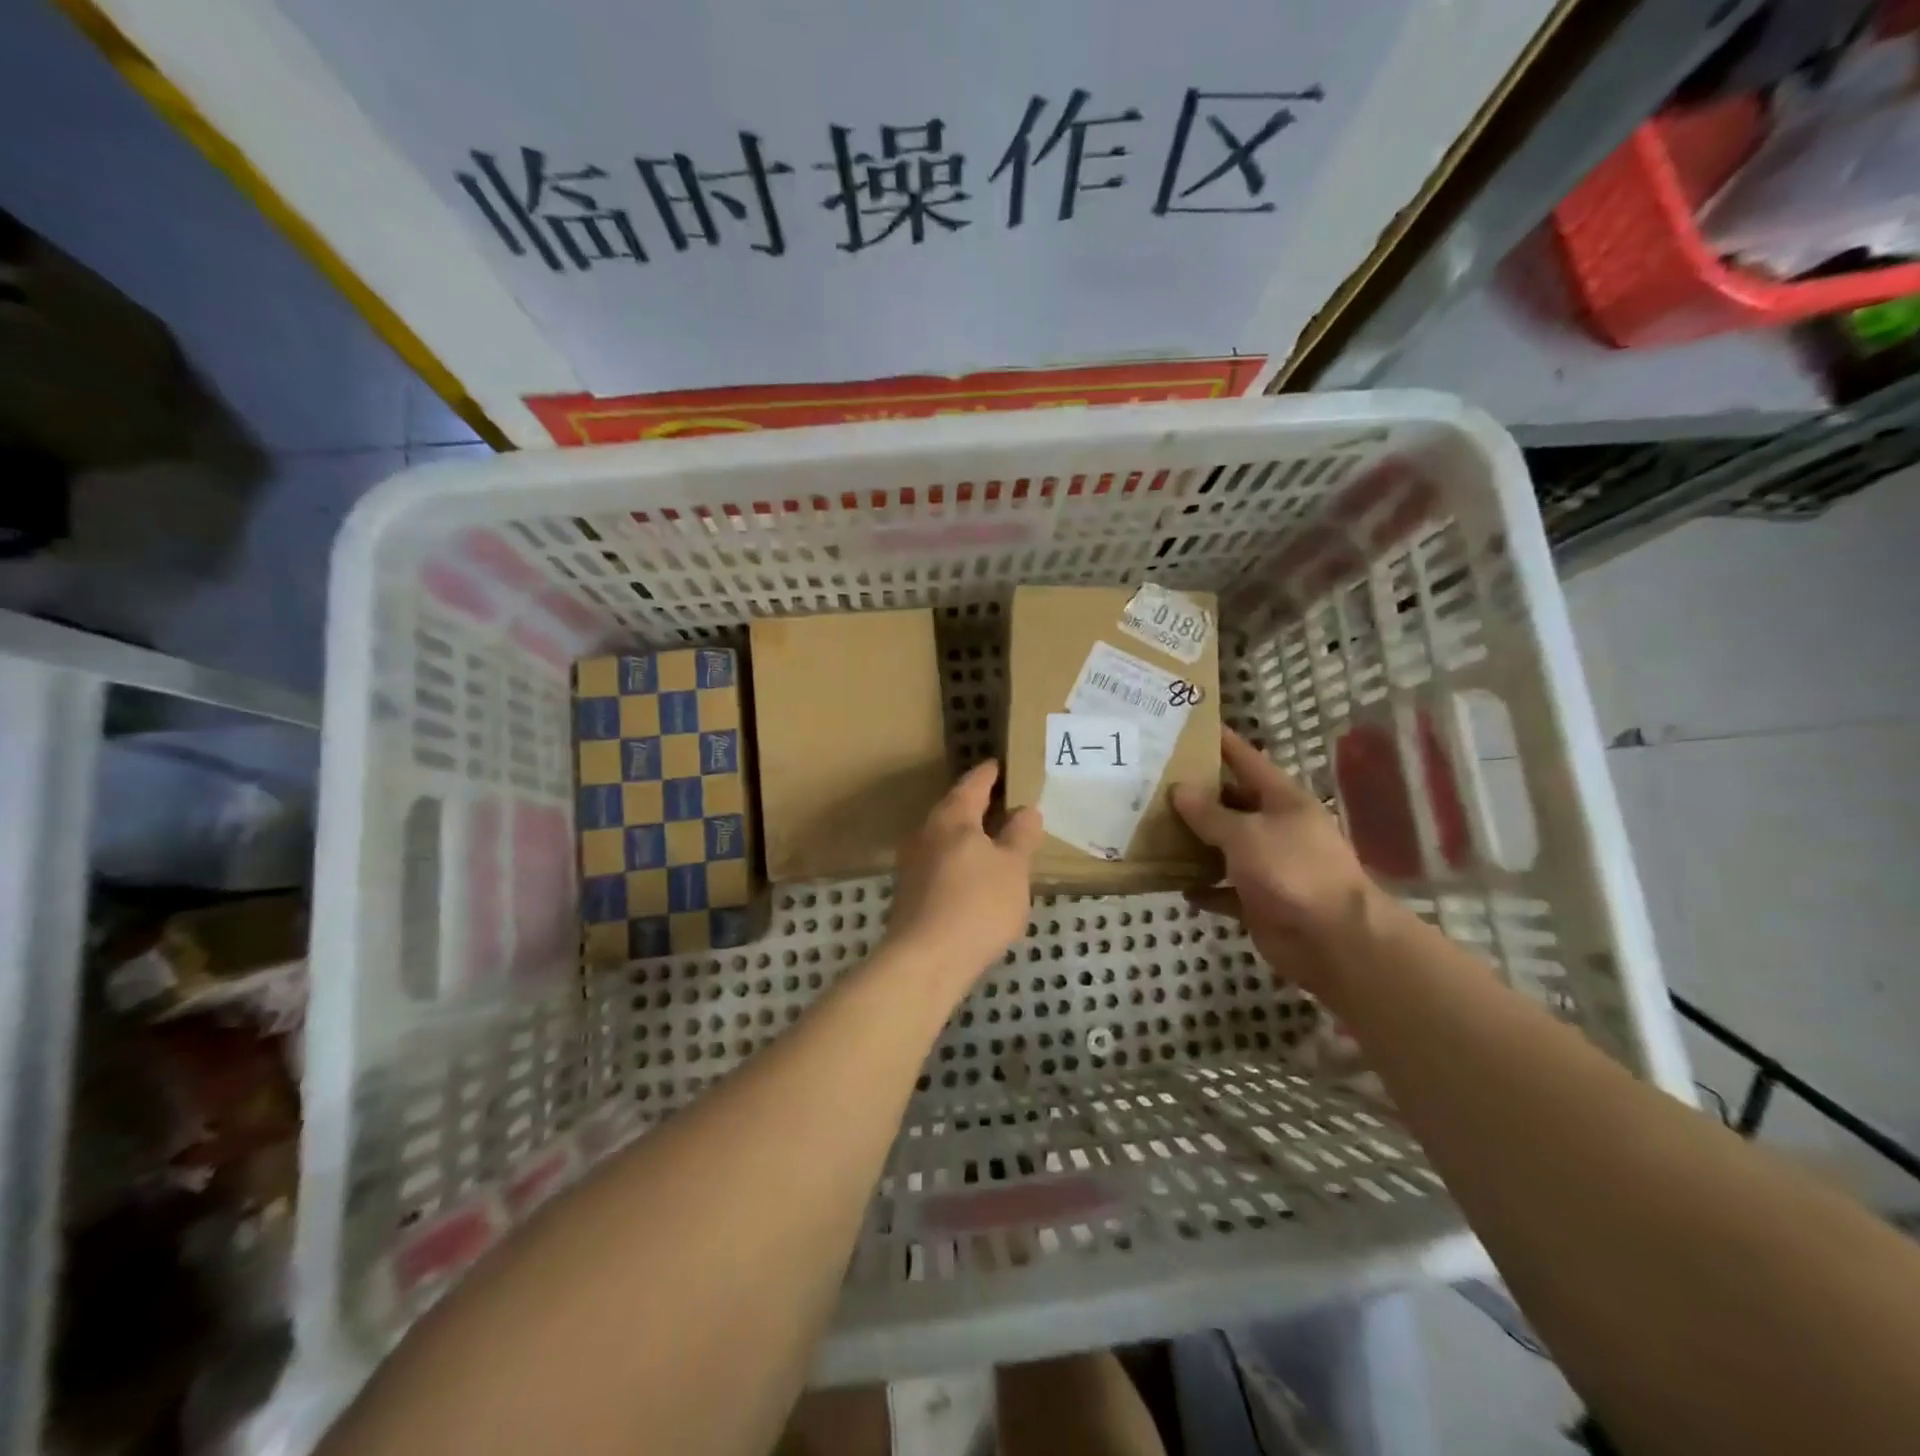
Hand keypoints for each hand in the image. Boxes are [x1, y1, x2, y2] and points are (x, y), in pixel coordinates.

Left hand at [884, 760, 1043, 999]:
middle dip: (975, 805)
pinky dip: (958, 863)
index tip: (998, 764)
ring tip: (991, 841)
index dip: (988, 774)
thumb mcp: (1013, 869)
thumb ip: (1020, 837)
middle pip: (953, 810)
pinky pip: (939, 866)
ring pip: (943, 840)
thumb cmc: (976, 904)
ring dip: (966, 837)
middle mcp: (926, 834)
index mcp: (952, 818)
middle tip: (1000, 801)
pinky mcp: (909, 895)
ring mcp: (912, 865)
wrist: (925, 960)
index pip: (972, 785)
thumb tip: (1027, 810)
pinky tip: (973, 879)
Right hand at [1171, 728, 1380, 995]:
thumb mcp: (1246, 834)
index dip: (1223, 743)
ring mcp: (1269, 867)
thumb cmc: (1292, 871)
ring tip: (1154, 830)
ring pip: (1225, 847)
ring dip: (1196, 843)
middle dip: (1198, 796)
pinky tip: (1177, 885)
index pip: (1248, 760)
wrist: (1334, 940)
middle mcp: (1277, 828)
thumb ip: (1209, 813)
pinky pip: (1225, 890)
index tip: (1192, 726)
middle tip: (1154, 783)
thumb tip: (1179, 789)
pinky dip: (1204, 888)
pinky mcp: (1260, 902)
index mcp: (1282, 801)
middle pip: (1232, 804)